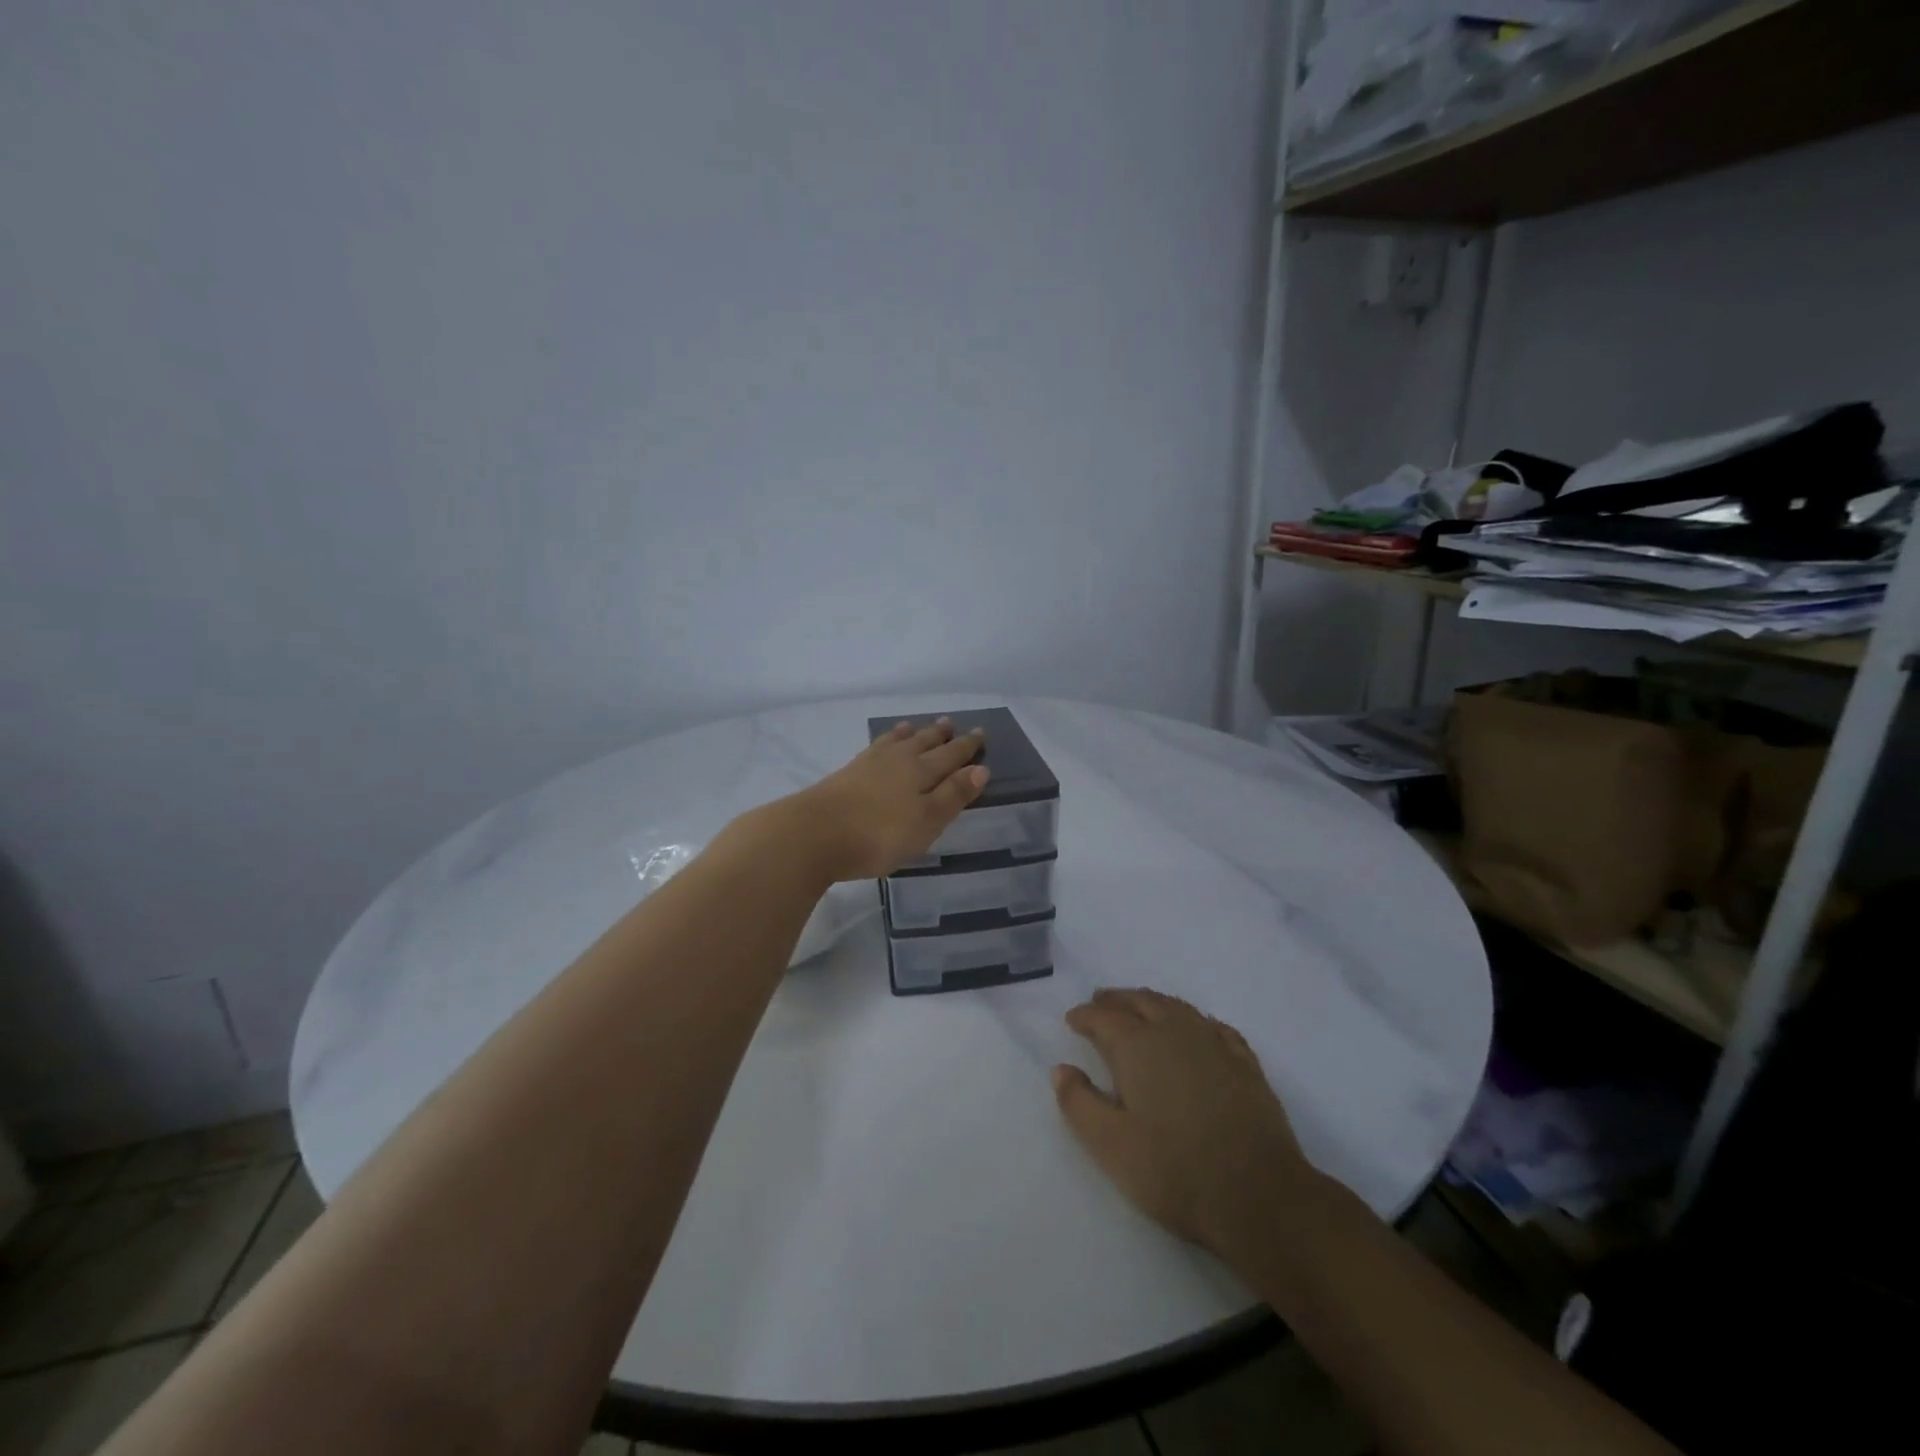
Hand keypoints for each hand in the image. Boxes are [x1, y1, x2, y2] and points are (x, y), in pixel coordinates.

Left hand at [791, 718, 989, 881]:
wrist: (814, 833)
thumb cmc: (879, 834)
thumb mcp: (926, 821)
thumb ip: (953, 795)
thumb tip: (980, 768)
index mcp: (920, 771)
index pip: (950, 755)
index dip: (966, 747)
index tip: (980, 734)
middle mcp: (896, 761)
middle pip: (923, 743)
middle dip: (939, 735)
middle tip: (950, 723)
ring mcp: (867, 765)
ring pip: (895, 742)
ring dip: (909, 734)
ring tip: (914, 726)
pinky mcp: (845, 774)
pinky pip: (873, 749)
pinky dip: (883, 742)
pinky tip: (879, 746)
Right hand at [1053, 989, 1319, 1255]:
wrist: (1260, 1196)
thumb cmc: (1175, 1172)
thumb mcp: (1111, 1146)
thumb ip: (1079, 1104)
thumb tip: (1062, 1069)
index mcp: (1139, 1046)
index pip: (1104, 1018)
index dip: (1085, 1016)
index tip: (1072, 1020)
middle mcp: (1175, 1032)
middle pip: (1141, 1002)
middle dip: (1117, 1000)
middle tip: (1100, 1002)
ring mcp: (1215, 1044)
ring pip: (1177, 1008)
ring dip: (1152, 1002)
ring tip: (1139, 1007)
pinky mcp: (1246, 1064)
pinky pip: (1213, 1026)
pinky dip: (1194, 1020)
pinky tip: (1195, 1029)